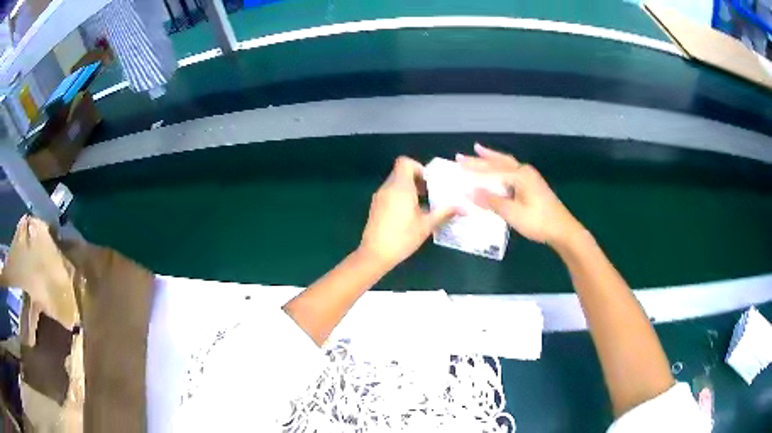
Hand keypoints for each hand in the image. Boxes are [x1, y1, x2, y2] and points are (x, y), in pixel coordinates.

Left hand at [360, 157, 457, 268]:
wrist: (375, 254)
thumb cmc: (402, 237)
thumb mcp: (426, 225)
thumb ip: (444, 213)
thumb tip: (463, 208)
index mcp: (400, 187)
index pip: (405, 162)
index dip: (418, 167)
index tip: (429, 181)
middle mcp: (388, 188)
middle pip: (401, 172)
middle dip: (417, 179)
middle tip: (430, 193)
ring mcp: (379, 197)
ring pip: (395, 183)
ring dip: (409, 188)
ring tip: (422, 205)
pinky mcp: (375, 206)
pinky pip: (389, 193)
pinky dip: (400, 196)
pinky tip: (409, 214)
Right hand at [457, 144, 582, 246]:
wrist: (562, 230)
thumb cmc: (538, 222)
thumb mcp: (512, 213)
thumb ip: (491, 201)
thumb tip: (468, 192)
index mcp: (519, 175)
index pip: (491, 170)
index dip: (474, 168)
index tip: (457, 163)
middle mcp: (524, 171)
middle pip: (498, 162)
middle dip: (480, 158)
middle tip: (462, 155)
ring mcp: (530, 177)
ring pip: (506, 163)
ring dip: (491, 158)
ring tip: (478, 150)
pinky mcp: (532, 185)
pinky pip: (512, 170)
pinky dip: (500, 167)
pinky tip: (498, 169)